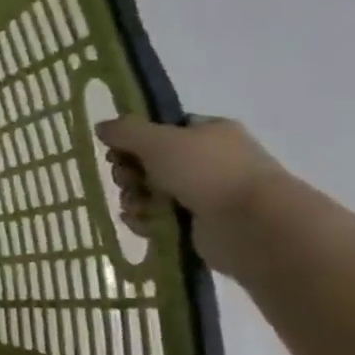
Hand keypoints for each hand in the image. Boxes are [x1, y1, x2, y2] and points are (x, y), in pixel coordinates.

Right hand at [96, 116, 287, 270]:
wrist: (253, 226)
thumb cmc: (207, 171)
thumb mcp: (157, 140)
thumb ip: (124, 130)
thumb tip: (102, 127)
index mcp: (210, 133)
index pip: (162, 129)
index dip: (135, 139)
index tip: (117, 150)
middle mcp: (210, 161)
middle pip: (150, 162)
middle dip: (130, 173)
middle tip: (126, 180)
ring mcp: (207, 195)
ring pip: (151, 192)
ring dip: (134, 198)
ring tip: (136, 207)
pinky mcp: (200, 226)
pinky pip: (160, 219)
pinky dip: (146, 221)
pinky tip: (143, 223)